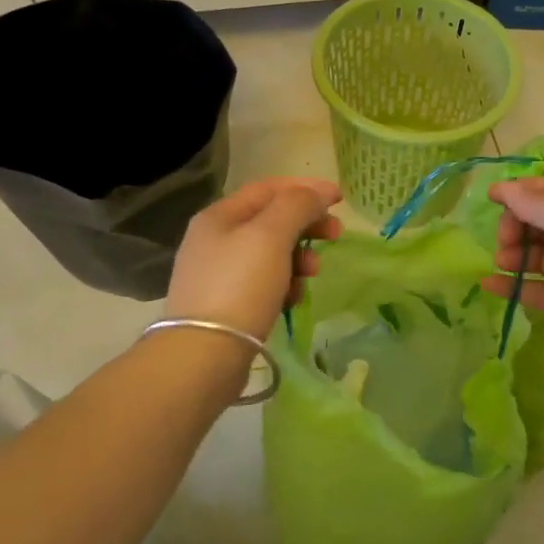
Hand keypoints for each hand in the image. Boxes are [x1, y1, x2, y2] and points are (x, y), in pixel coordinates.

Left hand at [166, 177, 341, 338]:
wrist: (204, 355)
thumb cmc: (239, 286)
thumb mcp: (271, 235)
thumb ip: (297, 206)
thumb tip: (319, 192)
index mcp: (219, 216)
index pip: (268, 189)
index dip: (306, 188)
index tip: (340, 199)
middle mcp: (214, 240)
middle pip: (270, 221)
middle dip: (306, 225)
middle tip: (336, 236)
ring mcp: (218, 274)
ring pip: (270, 254)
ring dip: (298, 258)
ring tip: (312, 274)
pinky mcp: (226, 305)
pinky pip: (263, 284)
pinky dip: (284, 285)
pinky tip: (292, 300)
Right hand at [481, 178, 543, 386]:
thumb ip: (540, 205)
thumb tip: (503, 187)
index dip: (522, 191)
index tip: (491, 199)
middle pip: (543, 221)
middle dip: (517, 224)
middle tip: (503, 240)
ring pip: (539, 254)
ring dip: (514, 254)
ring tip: (500, 263)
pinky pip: (538, 288)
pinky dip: (515, 285)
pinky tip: (490, 286)